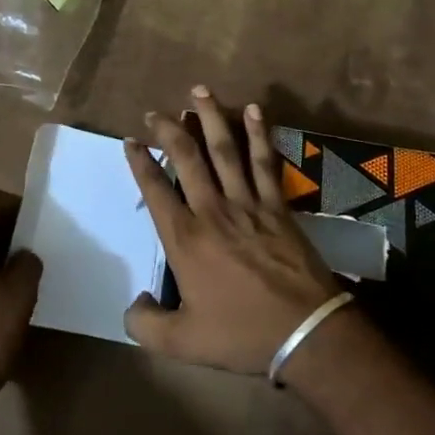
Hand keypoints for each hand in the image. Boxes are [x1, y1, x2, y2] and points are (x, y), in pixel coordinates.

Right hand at [124, 88, 342, 374]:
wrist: (304, 331)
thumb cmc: (241, 334)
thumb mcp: (182, 342)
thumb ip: (146, 324)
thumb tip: (133, 303)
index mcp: (185, 239)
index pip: (155, 189)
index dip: (140, 162)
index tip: (130, 140)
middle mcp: (212, 210)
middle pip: (186, 158)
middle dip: (168, 129)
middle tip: (155, 111)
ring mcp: (247, 203)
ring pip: (224, 150)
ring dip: (210, 118)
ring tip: (199, 91)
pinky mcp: (277, 205)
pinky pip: (264, 161)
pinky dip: (258, 134)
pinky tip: (253, 110)